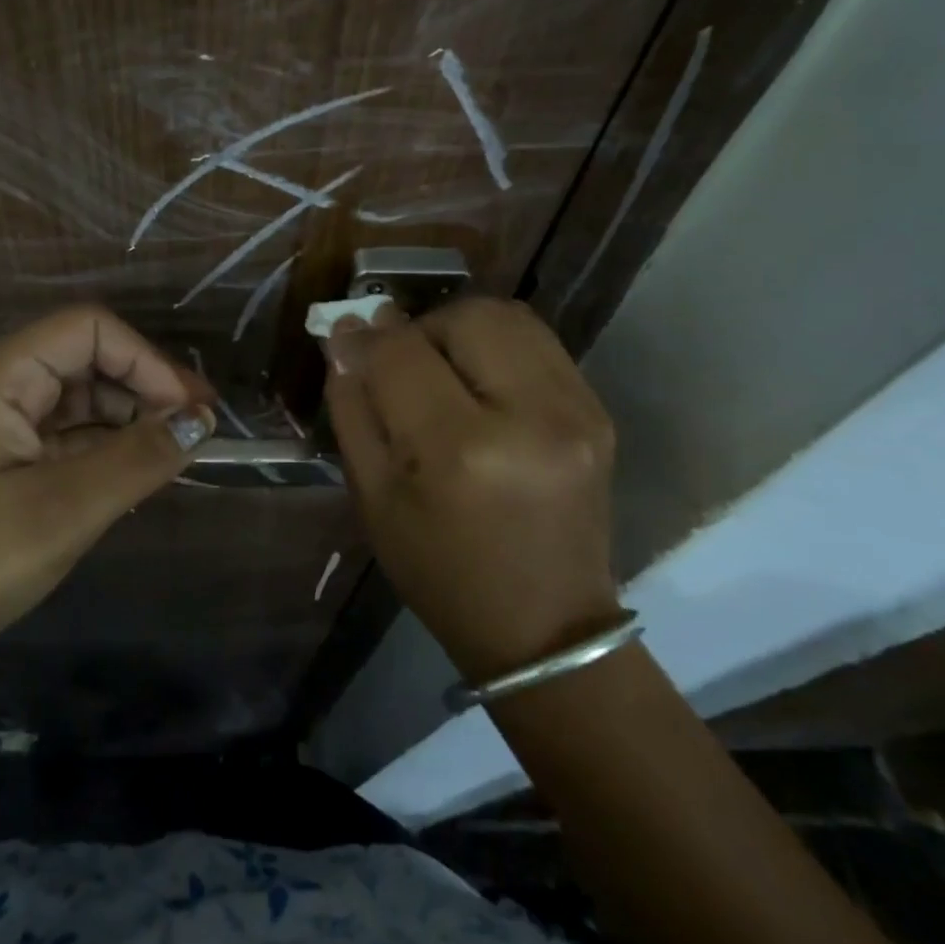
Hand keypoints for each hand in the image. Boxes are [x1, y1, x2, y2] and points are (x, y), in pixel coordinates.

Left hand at [0, 306, 214, 689]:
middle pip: (88, 359)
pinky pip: (67, 435)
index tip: (192, 411)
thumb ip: (138, 458)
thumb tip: (200, 421)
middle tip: (198, 433)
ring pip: (82, 399)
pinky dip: (107, 449)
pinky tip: (137, 475)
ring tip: (175, 457)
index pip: (90, 330)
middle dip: (146, 389)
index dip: (148, 360)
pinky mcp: (2, 458)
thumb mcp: (63, 510)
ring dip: (130, 421)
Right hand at [323, 297, 619, 682]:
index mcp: (460, 451)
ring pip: (508, 316)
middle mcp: (529, 416)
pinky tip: (484, 386)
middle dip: (421, 328)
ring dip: (462, 329)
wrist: (545, 627)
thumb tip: (345, 337)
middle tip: (404, 365)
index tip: (345, 337)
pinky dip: (499, 347)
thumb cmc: (441, 571)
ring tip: (445, 371)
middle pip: (465, 316)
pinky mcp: (599, 411)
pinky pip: (539, 342)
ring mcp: (576, 410)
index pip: (400, 353)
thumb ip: (354, 409)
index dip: (364, 338)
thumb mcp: (374, 499)